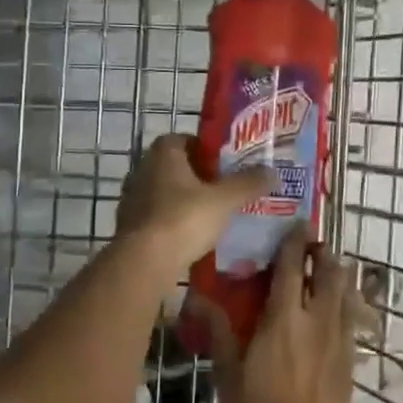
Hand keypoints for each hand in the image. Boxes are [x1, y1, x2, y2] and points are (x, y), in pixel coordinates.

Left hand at [116, 133, 273, 267]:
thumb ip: (248, 183)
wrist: (144, 262)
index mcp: (162, 153)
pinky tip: (193, 237)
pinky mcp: (129, 227)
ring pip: (165, 193)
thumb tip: (273, 172)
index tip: (226, 163)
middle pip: (175, 167)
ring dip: (185, 201)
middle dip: (198, 176)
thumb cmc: (184, 219)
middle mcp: (142, 170)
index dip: (205, 148)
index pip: (184, 139)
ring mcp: (132, 199)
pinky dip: (173, 223)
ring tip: (212, 215)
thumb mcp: (225, 200)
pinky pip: (157, 218)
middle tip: (225, 189)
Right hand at [207, 224, 357, 402]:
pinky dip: (346, 304)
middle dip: (323, 254)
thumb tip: (193, 296)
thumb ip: (216, 328)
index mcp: (284, 317)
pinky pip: (352, 320)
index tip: (298, 223)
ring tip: (328, 271)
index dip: (296, 242)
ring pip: (346, 294)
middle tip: (313, 247)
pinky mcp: (350, 361)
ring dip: (338, 276)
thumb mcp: (226, 370)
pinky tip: (339, 309)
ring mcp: (339, 341)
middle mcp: (317, 320)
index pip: (293, 267)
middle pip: (329, 274)